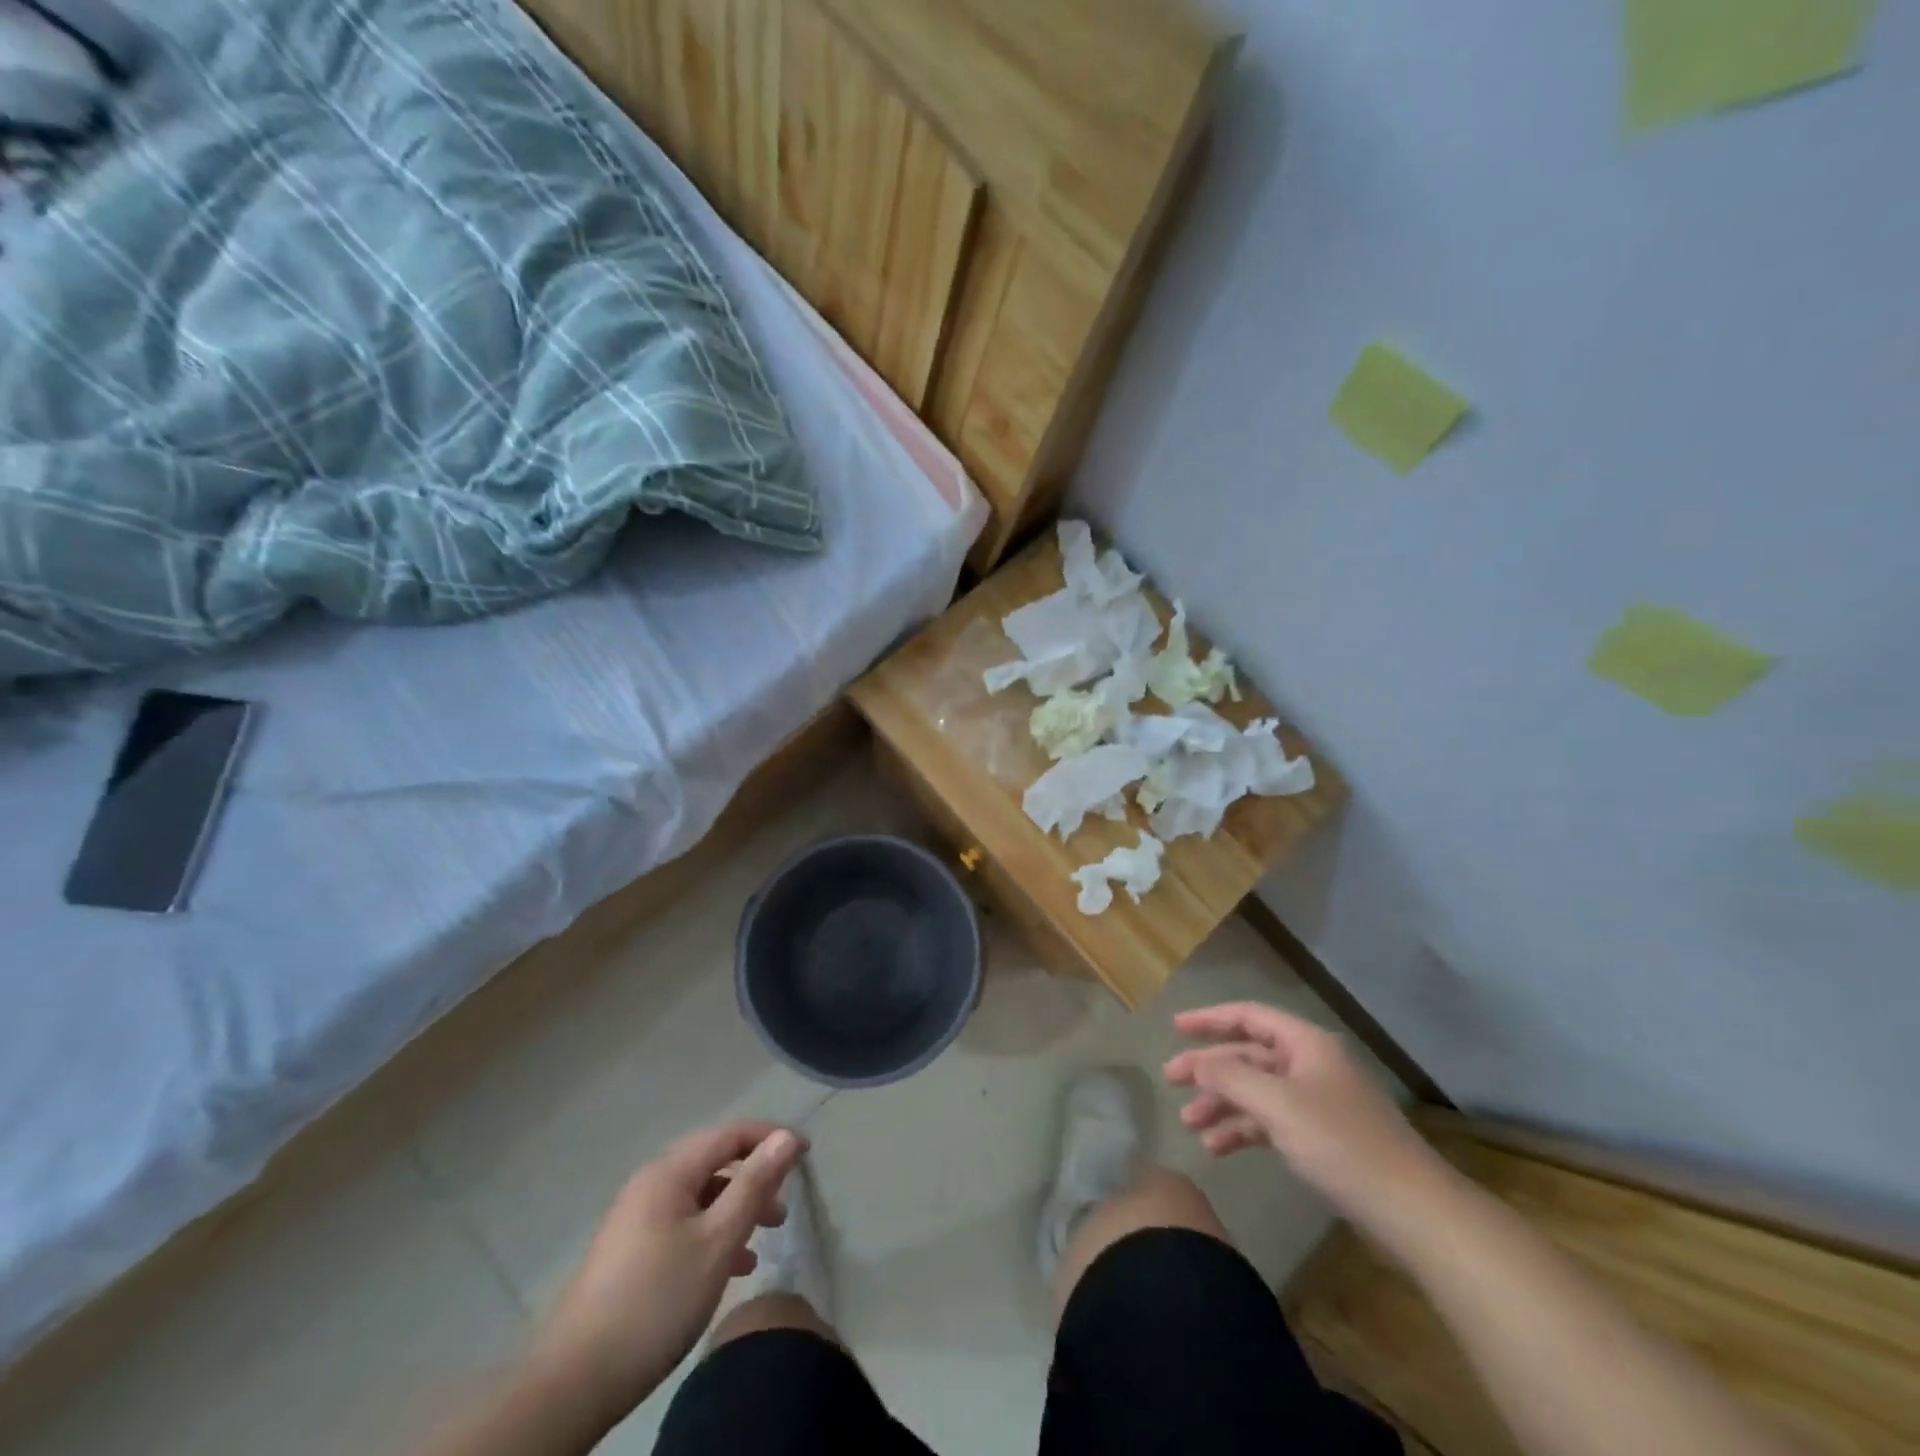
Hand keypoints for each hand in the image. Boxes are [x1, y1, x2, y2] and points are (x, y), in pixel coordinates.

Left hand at [525, 1123, 803, 1424]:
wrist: (575, 1381)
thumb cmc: (657, 1299)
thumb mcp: (718, 1240)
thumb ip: (754, 1184)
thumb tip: (786, 1137)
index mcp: (669, 1172)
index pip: (730, 1134)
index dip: (770, 1138)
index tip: (806, 1155)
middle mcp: (651, 1185)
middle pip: (715, 1163)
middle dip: (755, 1177)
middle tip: (784, 1205)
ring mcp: (637, 1220)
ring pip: (701, 1197)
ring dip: (737, 1209)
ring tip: (767, 1236)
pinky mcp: (631, 1254)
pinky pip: (684, 1225)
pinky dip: (714, 1233)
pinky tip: (734, 1267)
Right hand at [1165, 1002, 1447, 1239]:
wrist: (1412, 1211)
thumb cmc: (1341, 1144)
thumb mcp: (1278, 1105)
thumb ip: (1230, 1077)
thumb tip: (1197, 1061)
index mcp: (1306, 1044)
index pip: (1249, 1017)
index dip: (1210, 1018)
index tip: (1175, 1027)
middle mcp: (1311, 1065)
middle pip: (1249, 1056)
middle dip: (1210, 1069)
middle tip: (1170, 1081)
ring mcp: (1318, 1102)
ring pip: (1257, 1091)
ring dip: (1223, 1104)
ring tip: (1190, 1126)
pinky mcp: (1322, 1137)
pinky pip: (1271, 1121)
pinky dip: (1244, 1129)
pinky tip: (1219, 1148)